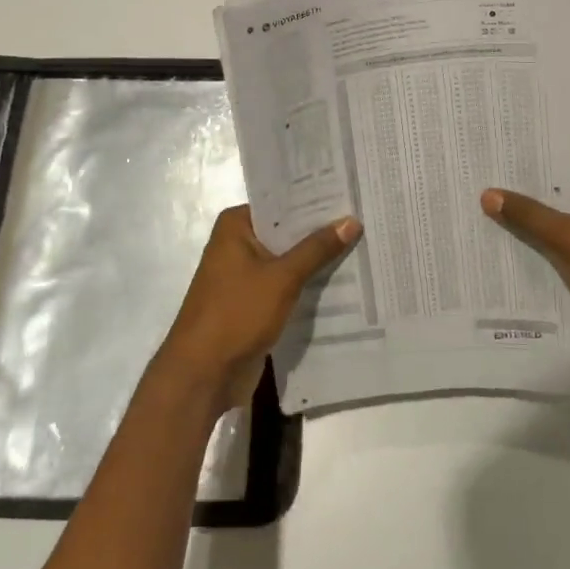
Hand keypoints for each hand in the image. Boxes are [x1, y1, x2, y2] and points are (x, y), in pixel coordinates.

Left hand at [157, 205, 360, 414]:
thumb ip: (317, 249)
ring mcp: (244, 275)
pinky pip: (285, 285)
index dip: (316, 200)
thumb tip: (351, 220)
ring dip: (316, 260)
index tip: (350, 194)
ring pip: (288, 260)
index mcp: (236, 226)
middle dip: (321, 231)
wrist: (203, 374)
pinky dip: (307, 284)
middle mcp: (238, 244)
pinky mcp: (253, 302)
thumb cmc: (237, 313)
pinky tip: (343, 281)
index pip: (282, 203)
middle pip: (286, 231)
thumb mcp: (282, 277)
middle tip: (365, 219)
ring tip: (363, 246)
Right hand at [482, 153, 569, 366]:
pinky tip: (517, 251)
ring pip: (567, 216)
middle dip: (524, 194)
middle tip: (477, 191)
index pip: (557, 157)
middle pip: (561, 187)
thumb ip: (528, 215)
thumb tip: (488, 192)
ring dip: (537, 223)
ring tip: (486, 219)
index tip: (485, 164)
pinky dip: (553, 246)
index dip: (522, 162)